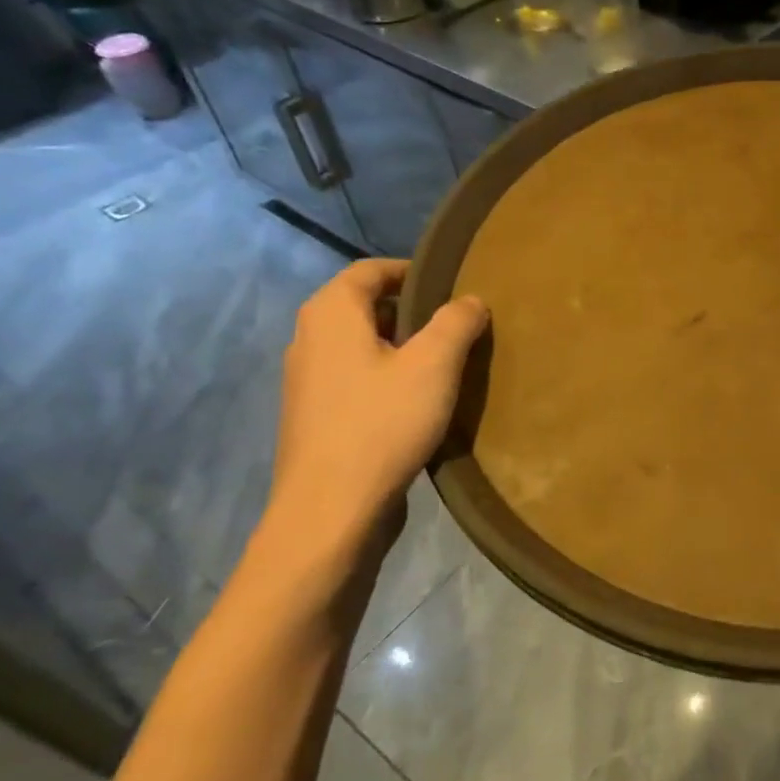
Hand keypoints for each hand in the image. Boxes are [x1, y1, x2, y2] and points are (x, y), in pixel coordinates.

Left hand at [264, 259, 487, 567]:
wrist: (330, 510)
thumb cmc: (382, 424)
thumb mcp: (433, 365)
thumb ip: (456, 322)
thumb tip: (471, 299)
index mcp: (331, 314)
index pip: (370, 270)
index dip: (413, 270)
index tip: (454, 285)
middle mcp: (309, 339)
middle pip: (365, 306)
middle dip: (412, 309)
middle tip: (458, 324)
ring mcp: (308, 381)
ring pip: (362, 344)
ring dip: (403, 345)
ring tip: (446, 362)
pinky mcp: (317, 416)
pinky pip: (357, 377)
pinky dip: (388, 375)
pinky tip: (420, 401)